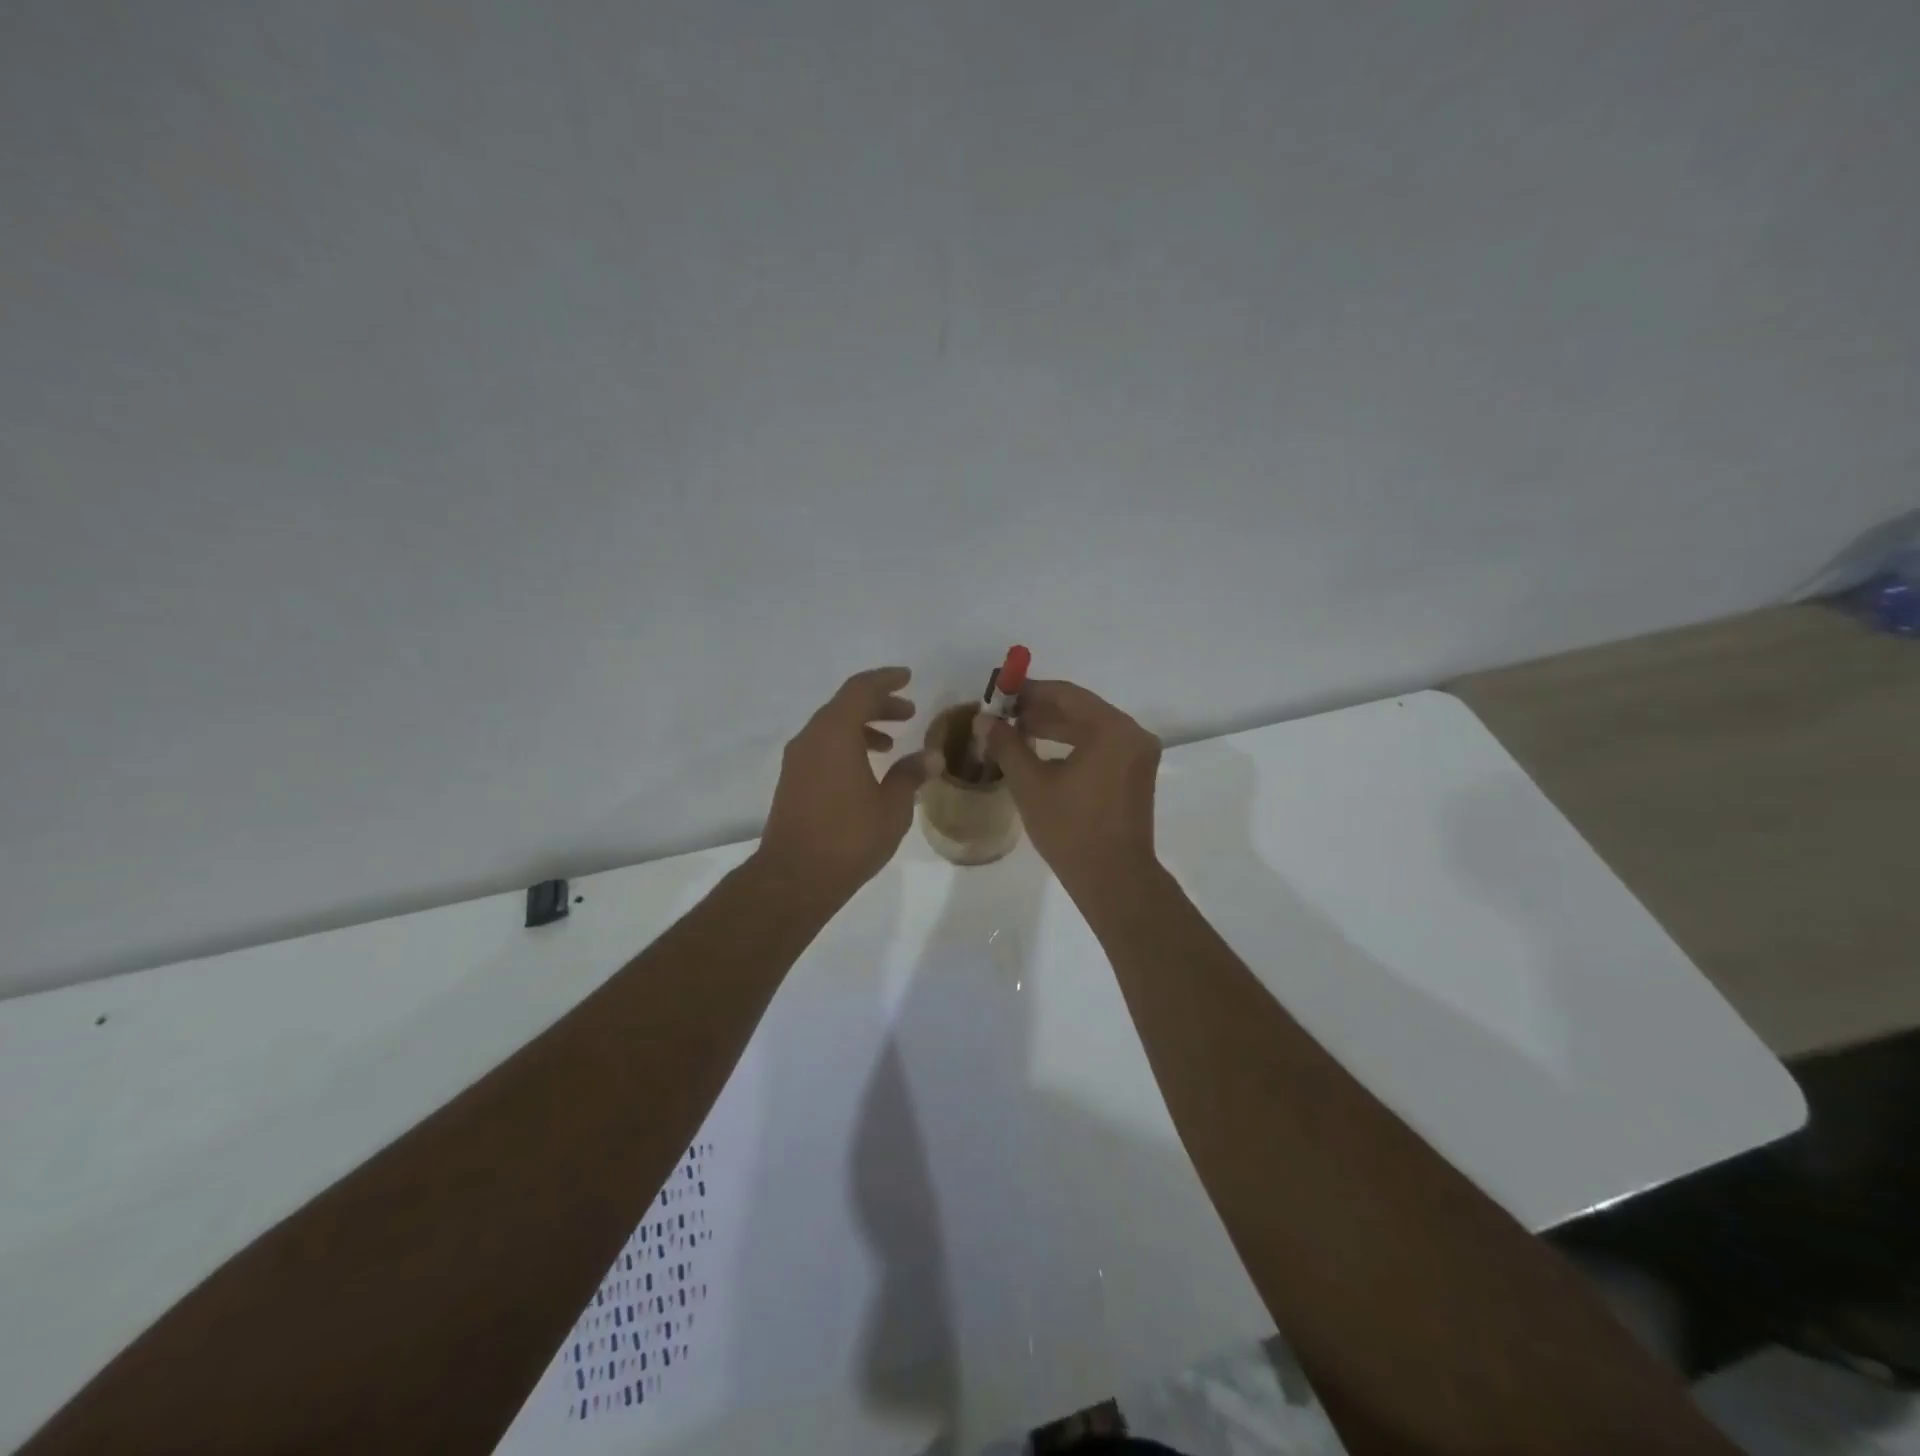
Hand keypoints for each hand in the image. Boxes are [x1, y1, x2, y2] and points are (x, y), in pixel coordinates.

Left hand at [757, 667, 931, 898]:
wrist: (795, 877)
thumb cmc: (849, 837)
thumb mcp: (892, 806)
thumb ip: (911, 775)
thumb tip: (930, 757)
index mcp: (835, 733)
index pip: (861, 689)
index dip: (886, 680)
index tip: (908, 678)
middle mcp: (811, 738)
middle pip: (845, 705)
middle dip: (878, 704)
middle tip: (908, 712)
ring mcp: (797, 760)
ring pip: (832, 727)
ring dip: (862, 726)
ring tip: (892, 743)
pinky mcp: (792, 781)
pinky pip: (822, 747)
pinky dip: (847, 745)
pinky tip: (867, 769)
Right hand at [980, 680, 1162, 892]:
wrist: (1114, 879)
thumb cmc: (1071, 829)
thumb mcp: (1031, 784)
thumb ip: (1007, 744)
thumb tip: (983, 719)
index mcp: (1112, 729)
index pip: (1065, 694)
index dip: (1029, 691)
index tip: (999, 694)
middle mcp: (1131, 734)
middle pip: (1080, 709)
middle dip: (1040, 710)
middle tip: (1003, 715)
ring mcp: (1138, 755)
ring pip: (1090, 728)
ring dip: (1054, 727)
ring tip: (1016, 732)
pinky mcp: (1136, 774)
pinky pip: (1101, 746)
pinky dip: (1072, 745)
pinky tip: (1042, 752)